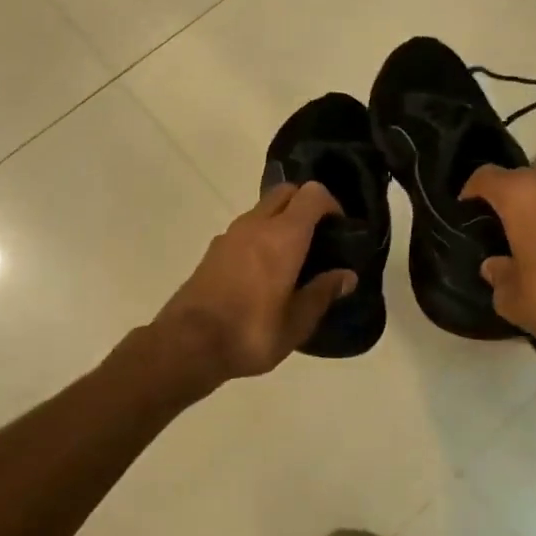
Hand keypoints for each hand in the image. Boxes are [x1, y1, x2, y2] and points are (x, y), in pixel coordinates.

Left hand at [153, 182, 355, 382]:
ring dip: (281, 220)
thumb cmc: (251, 332)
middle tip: (319, 238)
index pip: (312, 194)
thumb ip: (322, 293)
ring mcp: (230, 234)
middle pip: (285, 192)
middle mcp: (256, 224)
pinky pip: (245, 229)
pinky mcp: (213, 249)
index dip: (331, 204)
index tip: (340, 229)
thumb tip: (347, 275)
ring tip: (293, 257)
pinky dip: (261, 235)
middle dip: (305, 204)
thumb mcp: (296, 322)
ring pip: (262, 209)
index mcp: (283, 236)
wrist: (188, 343)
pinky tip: (264, 270)